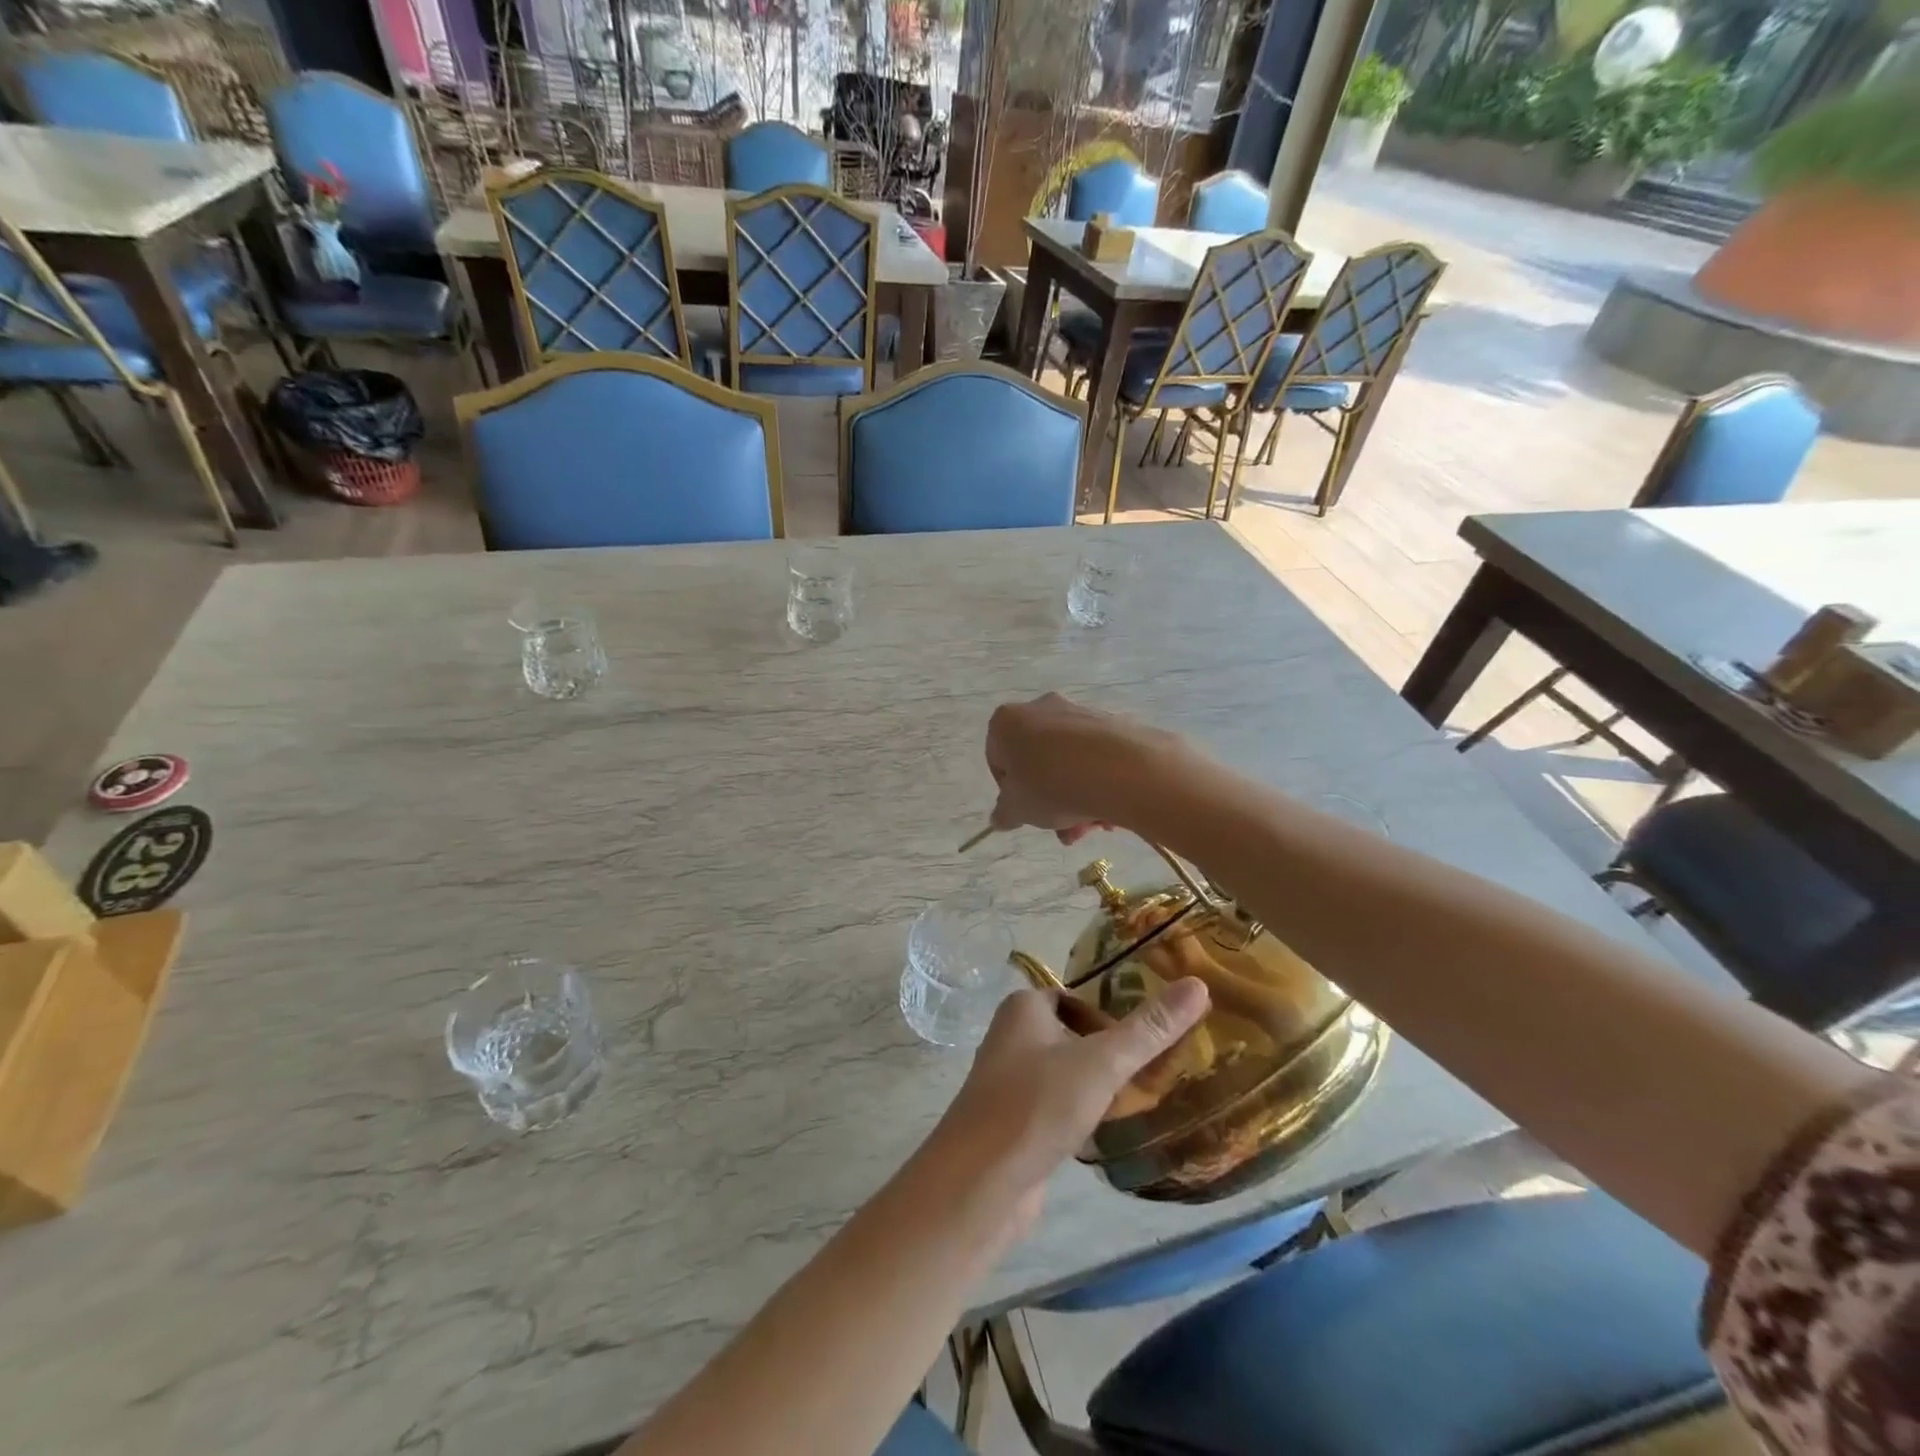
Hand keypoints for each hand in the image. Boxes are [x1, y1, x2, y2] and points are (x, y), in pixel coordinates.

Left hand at [927, 979, 1210, 1231]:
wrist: (980, 1182)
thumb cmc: (1038, 1104)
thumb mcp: (1102, 1062)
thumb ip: (1150, 1028)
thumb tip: (1198, 984)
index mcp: (1023, 1008)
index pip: (1075, 998)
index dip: (1109, 1017)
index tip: (1146, 1043)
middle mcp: (1010, 1037)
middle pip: (1070, 1035)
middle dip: (1106, 1053)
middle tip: (1149, 1074)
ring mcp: (1007, 1082)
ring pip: (1062, 1073)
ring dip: (1093, 1086)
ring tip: (1134, 1103)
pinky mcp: (1010, 1123)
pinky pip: (1052, 1107)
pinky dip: (1077, 1115)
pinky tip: (1101, 1135)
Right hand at [985, 694, 1172, 843]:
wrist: (1121, 770)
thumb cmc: (1052, 786)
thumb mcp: (1017, 810)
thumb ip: (1004, 814)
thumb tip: (1000, 817)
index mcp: (1007, 722)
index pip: (998, 760)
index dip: (1010, 792)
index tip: (1026, 812)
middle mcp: (1041, 708)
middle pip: (1038, 762)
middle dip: (1049, 800)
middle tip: (1062, 828)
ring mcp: (1079, 713)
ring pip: (1068, 763)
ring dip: (1075, 798)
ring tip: (1090, 827)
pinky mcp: (1112, 722)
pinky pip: (1096, 758)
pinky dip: (1098, 783)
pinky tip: (1109, 811)